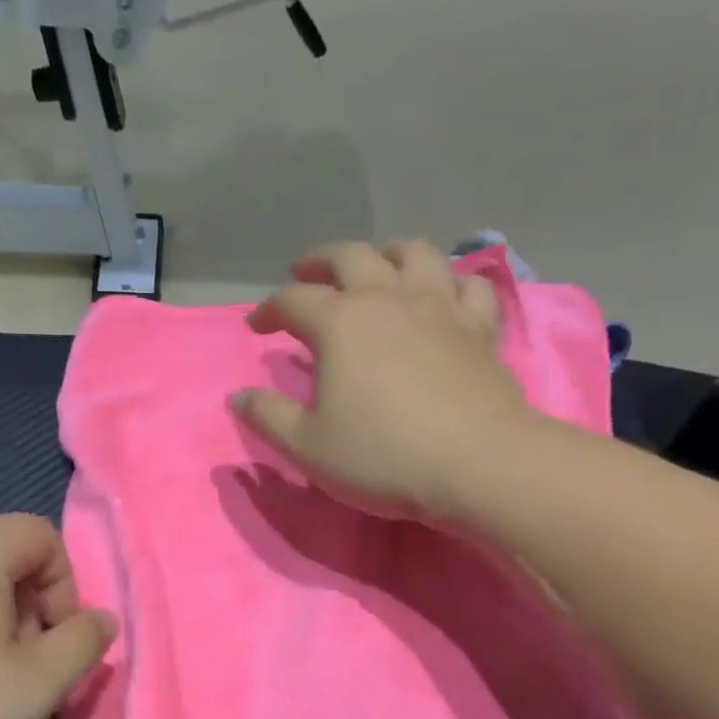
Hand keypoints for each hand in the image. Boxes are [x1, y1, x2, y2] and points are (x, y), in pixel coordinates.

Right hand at [233, 241, 536, 520]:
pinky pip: (469, 285)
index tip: (257, 326)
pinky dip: (451, 281)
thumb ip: (268, 417)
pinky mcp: (479, 327)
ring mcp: (439, 307)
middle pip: (351, 256)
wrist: (478, 465)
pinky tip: (444, 294)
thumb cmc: (383, 455)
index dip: (269, 309)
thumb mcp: (307, 446)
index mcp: (340, 322)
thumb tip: (238, 397)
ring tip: (376, 267)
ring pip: (414, 253)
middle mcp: (388, 299)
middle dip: (321, 262)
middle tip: (305, 274)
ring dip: (387, 252)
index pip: (293, 300)